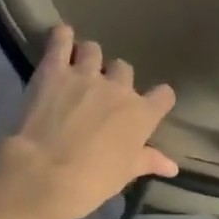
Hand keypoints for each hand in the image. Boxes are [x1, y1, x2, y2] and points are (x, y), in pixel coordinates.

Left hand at [0, 26, 177, 218]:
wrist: (44, 174)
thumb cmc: (90, 181)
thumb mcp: (124, 174)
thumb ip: (149, 161)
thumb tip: (173, 166)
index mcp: (141, 114)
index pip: (164, 95)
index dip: (158, 99)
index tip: (150, 105)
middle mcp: (118, 88)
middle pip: (124, 69)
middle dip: (115, 78)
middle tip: (101, 95)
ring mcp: (85, 74)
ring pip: (93, 50)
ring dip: (88, 58)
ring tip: (77, 69)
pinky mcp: (54, 69)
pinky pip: (61, 41)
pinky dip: (61, 37)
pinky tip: (61, 37)